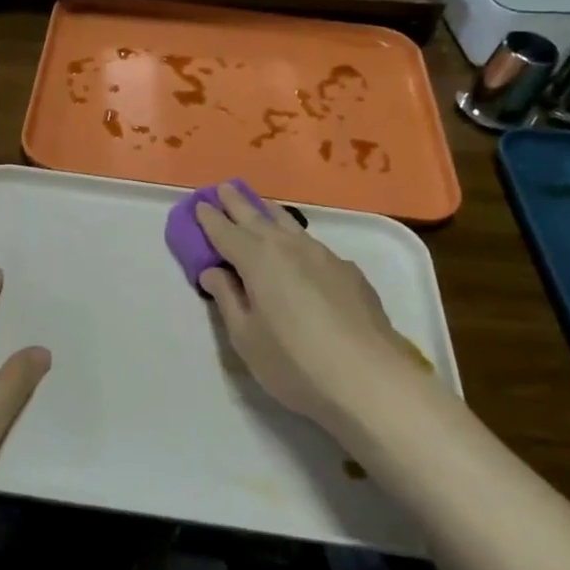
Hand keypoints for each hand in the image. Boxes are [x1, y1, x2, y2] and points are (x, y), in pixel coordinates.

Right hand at [196, 184, 434, 432]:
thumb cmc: (294, 363)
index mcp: (258, 260)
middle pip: (258, 218)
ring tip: (260, 207)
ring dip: (269, 214)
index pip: (226, 232)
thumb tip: (213, 272)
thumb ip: (227, 299)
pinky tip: (299, 251)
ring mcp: (325, 257)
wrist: (370, 380)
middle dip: (238, 204)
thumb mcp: (246, 337)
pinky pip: (313, 245)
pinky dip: (296, 239)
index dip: (209, 219)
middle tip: (223, 188)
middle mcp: (291, 248)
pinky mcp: (349, 272)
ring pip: (290, 226)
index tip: (198, 204)